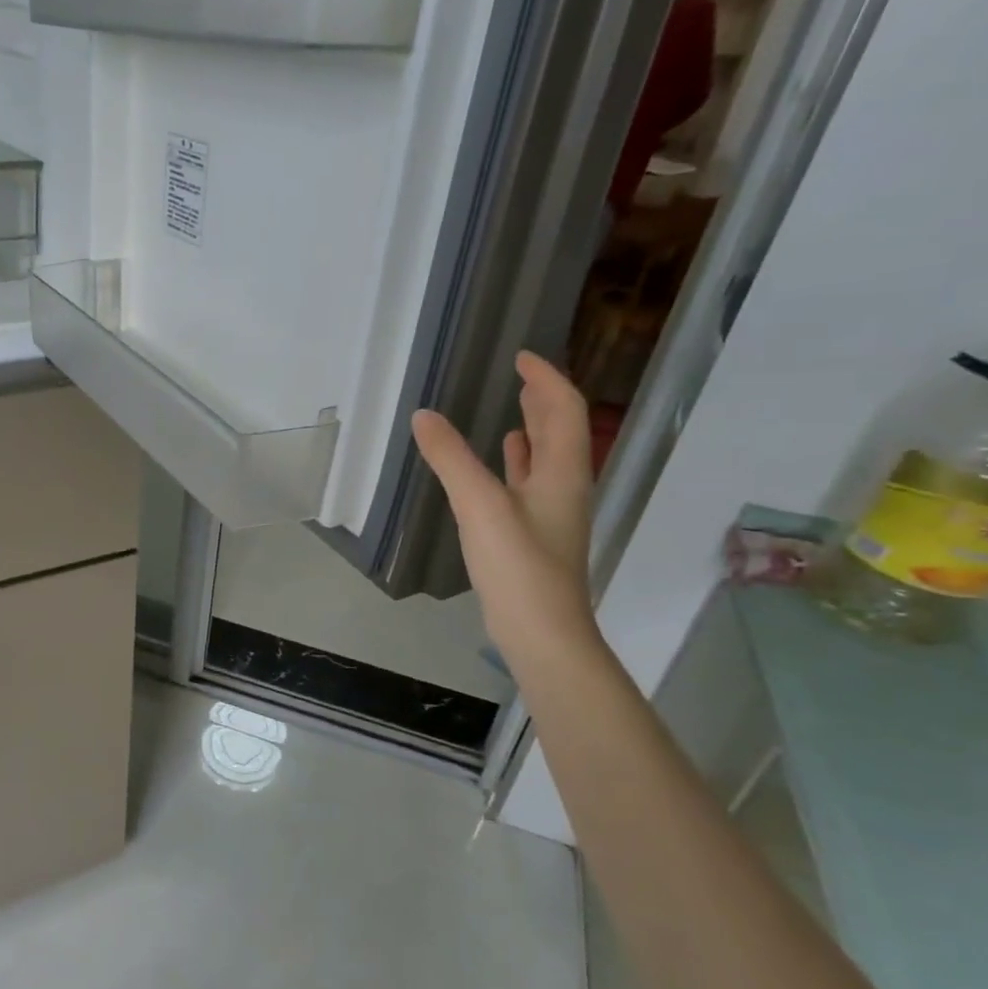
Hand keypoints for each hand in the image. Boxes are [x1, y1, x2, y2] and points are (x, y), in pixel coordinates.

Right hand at [411, 351, 597, 662]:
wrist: (541, 632)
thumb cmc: (518, 565)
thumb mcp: (479, 504)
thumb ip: (450, 458)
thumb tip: (424, 416)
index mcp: (562, 472)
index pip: (563, 410)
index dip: (546, 379)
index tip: (521, 356)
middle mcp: (563, 487)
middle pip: (561, 432)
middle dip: (543, 400)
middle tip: (519, 376)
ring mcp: (550, 514)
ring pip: (546, 460)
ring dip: (532, 431)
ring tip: (512, 411)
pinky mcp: (533, 536)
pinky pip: (528, 486)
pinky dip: (516, 466)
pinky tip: (500, 466)